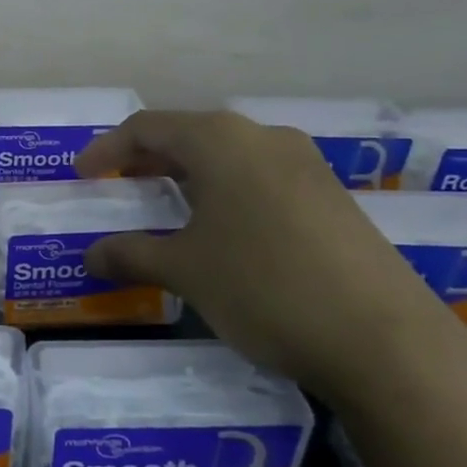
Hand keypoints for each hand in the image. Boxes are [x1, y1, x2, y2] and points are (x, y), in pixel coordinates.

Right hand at [75, 110, 466, 404]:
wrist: (384, 339)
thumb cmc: (264, 287)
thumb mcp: (185, 271)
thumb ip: (131, 254)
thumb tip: (90, 255)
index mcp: (221, 140)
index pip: (147, 127)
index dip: (107, 149)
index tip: (83, 175)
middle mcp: (264, 137)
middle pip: (189, 135)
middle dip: (148, 160)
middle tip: (119, 187)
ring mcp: (305, 164)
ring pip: (228, 156)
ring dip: (188, 176)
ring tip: (165, 208)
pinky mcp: (331, 196)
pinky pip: (260, 178)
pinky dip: (225, 193)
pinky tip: (222, 230)